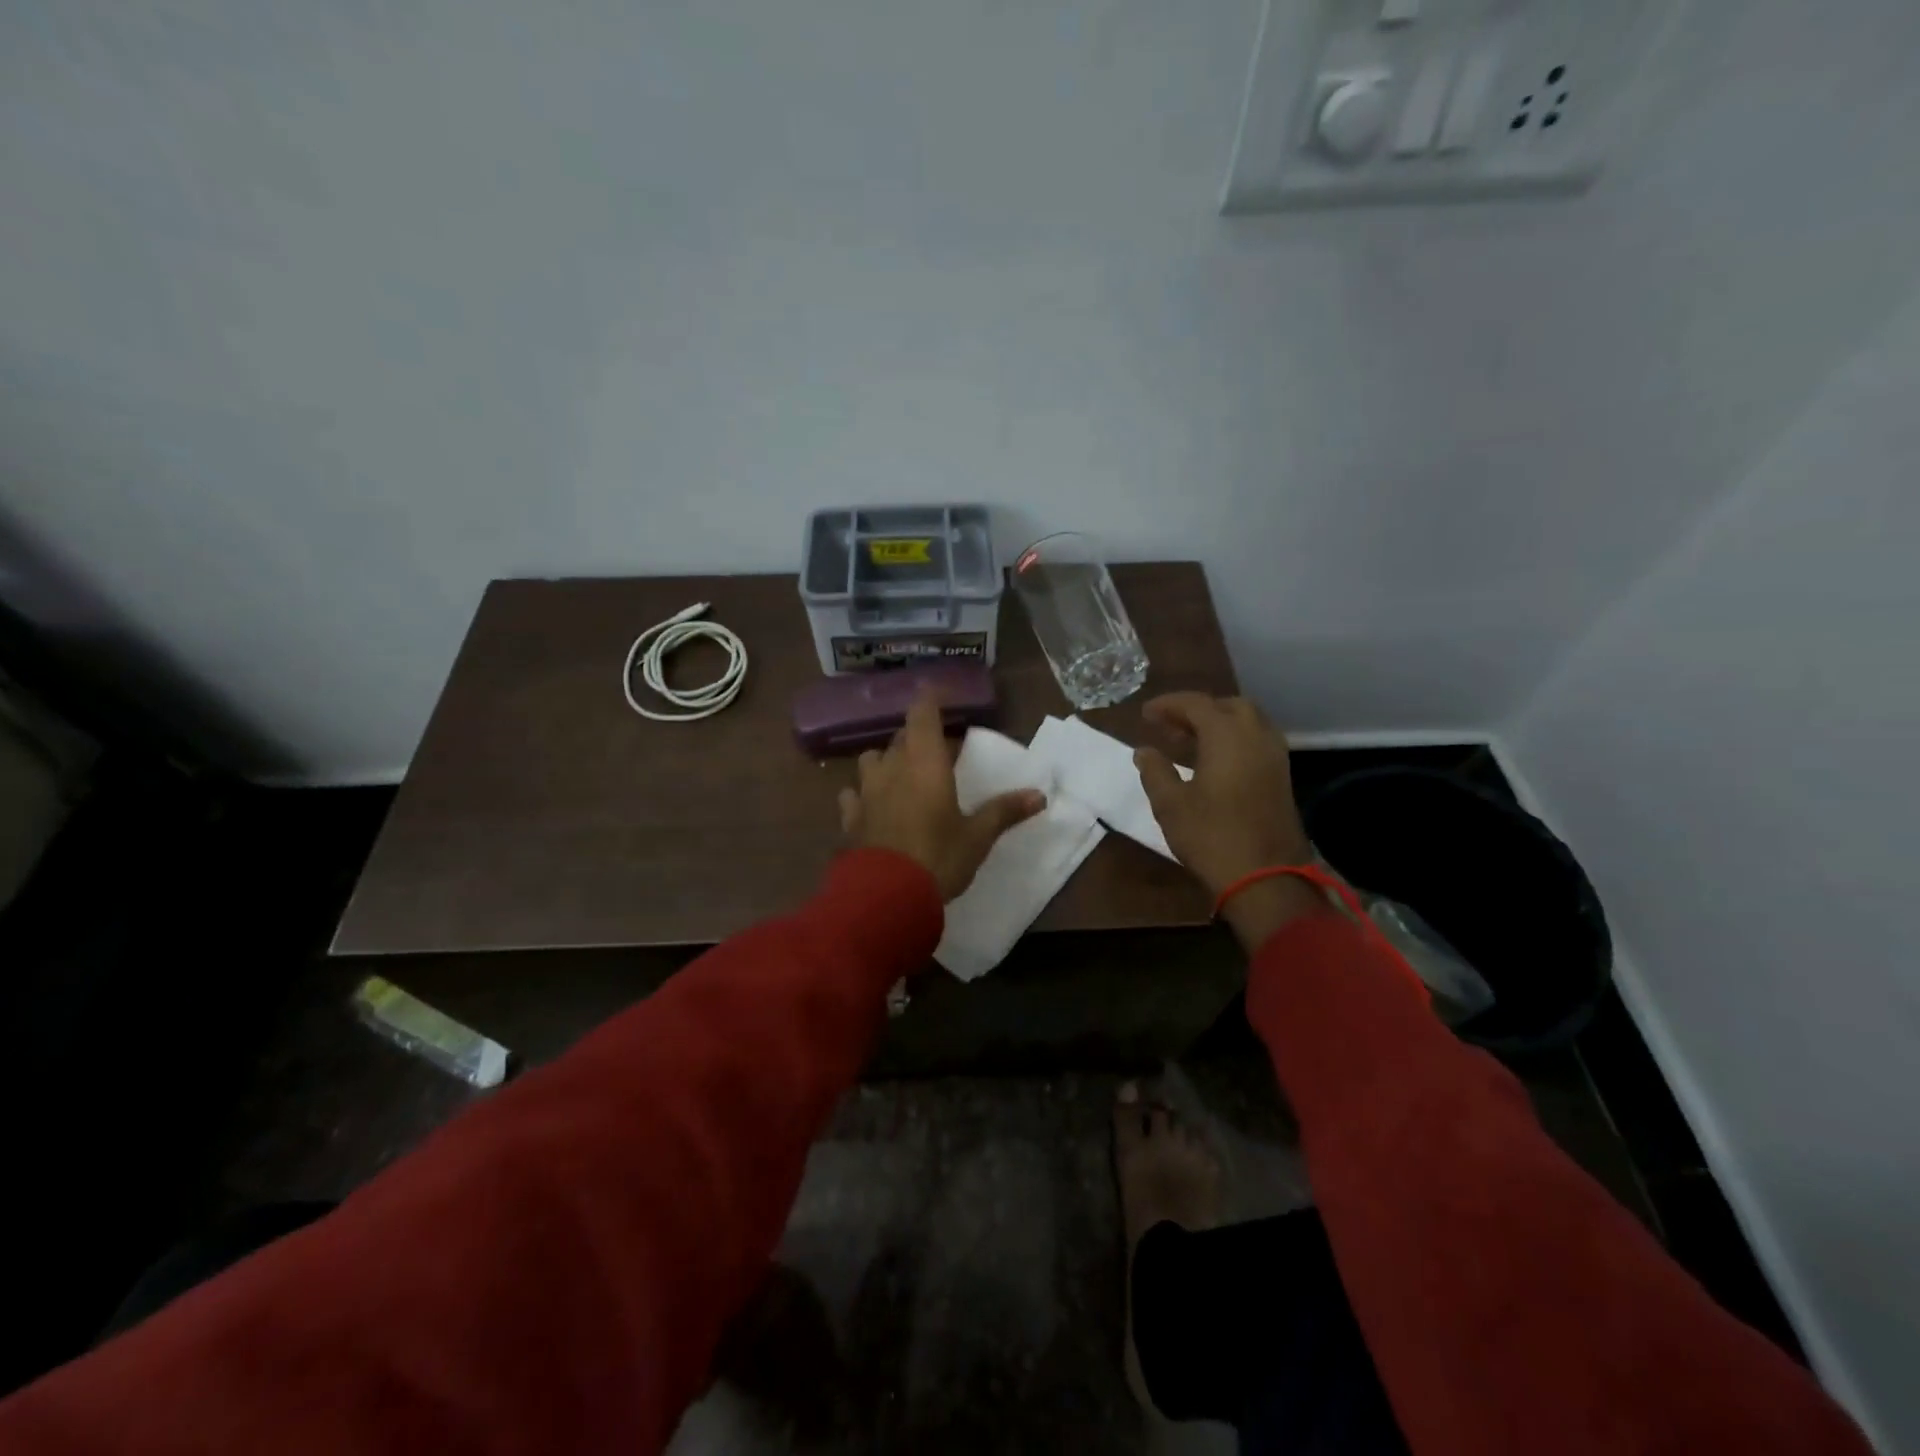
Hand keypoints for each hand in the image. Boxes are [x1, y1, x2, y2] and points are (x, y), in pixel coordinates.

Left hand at [838, 692, 1045, 901]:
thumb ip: (1005, 811)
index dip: (930, 698)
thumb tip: (1040, 795)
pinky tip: (870, 805)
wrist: (884, 896)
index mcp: (925, 763)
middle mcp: (892, 768)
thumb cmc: (938, 858)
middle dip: (916, 736)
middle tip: (936, 750)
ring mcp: (866, 791)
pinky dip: (862, 793)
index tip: (938, 690)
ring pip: (871, 759)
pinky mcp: (849, 818)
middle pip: (900, 737)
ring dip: (886, 760)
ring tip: (900, 774)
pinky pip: (852, 794)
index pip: (923, 714)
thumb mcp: (978, 837)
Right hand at [1133, 694, 1321, 947]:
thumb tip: (1144, 751)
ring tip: (1190, 741)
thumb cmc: (1211, 836)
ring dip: (1218, 723)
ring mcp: (1274, 756)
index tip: (1146, 714)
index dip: (1168, 704)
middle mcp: (1255, 736)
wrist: (1266, 877)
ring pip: (1247, 722)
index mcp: (1227, 735)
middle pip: (1227, 706)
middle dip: (1198, 710)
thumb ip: (1155, 771)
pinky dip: (1234, 739)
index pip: (1195, 703)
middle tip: (1171, 726)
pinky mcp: (1282, 777)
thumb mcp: (1170, 804)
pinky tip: (1215, 761)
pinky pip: (1257, 741)